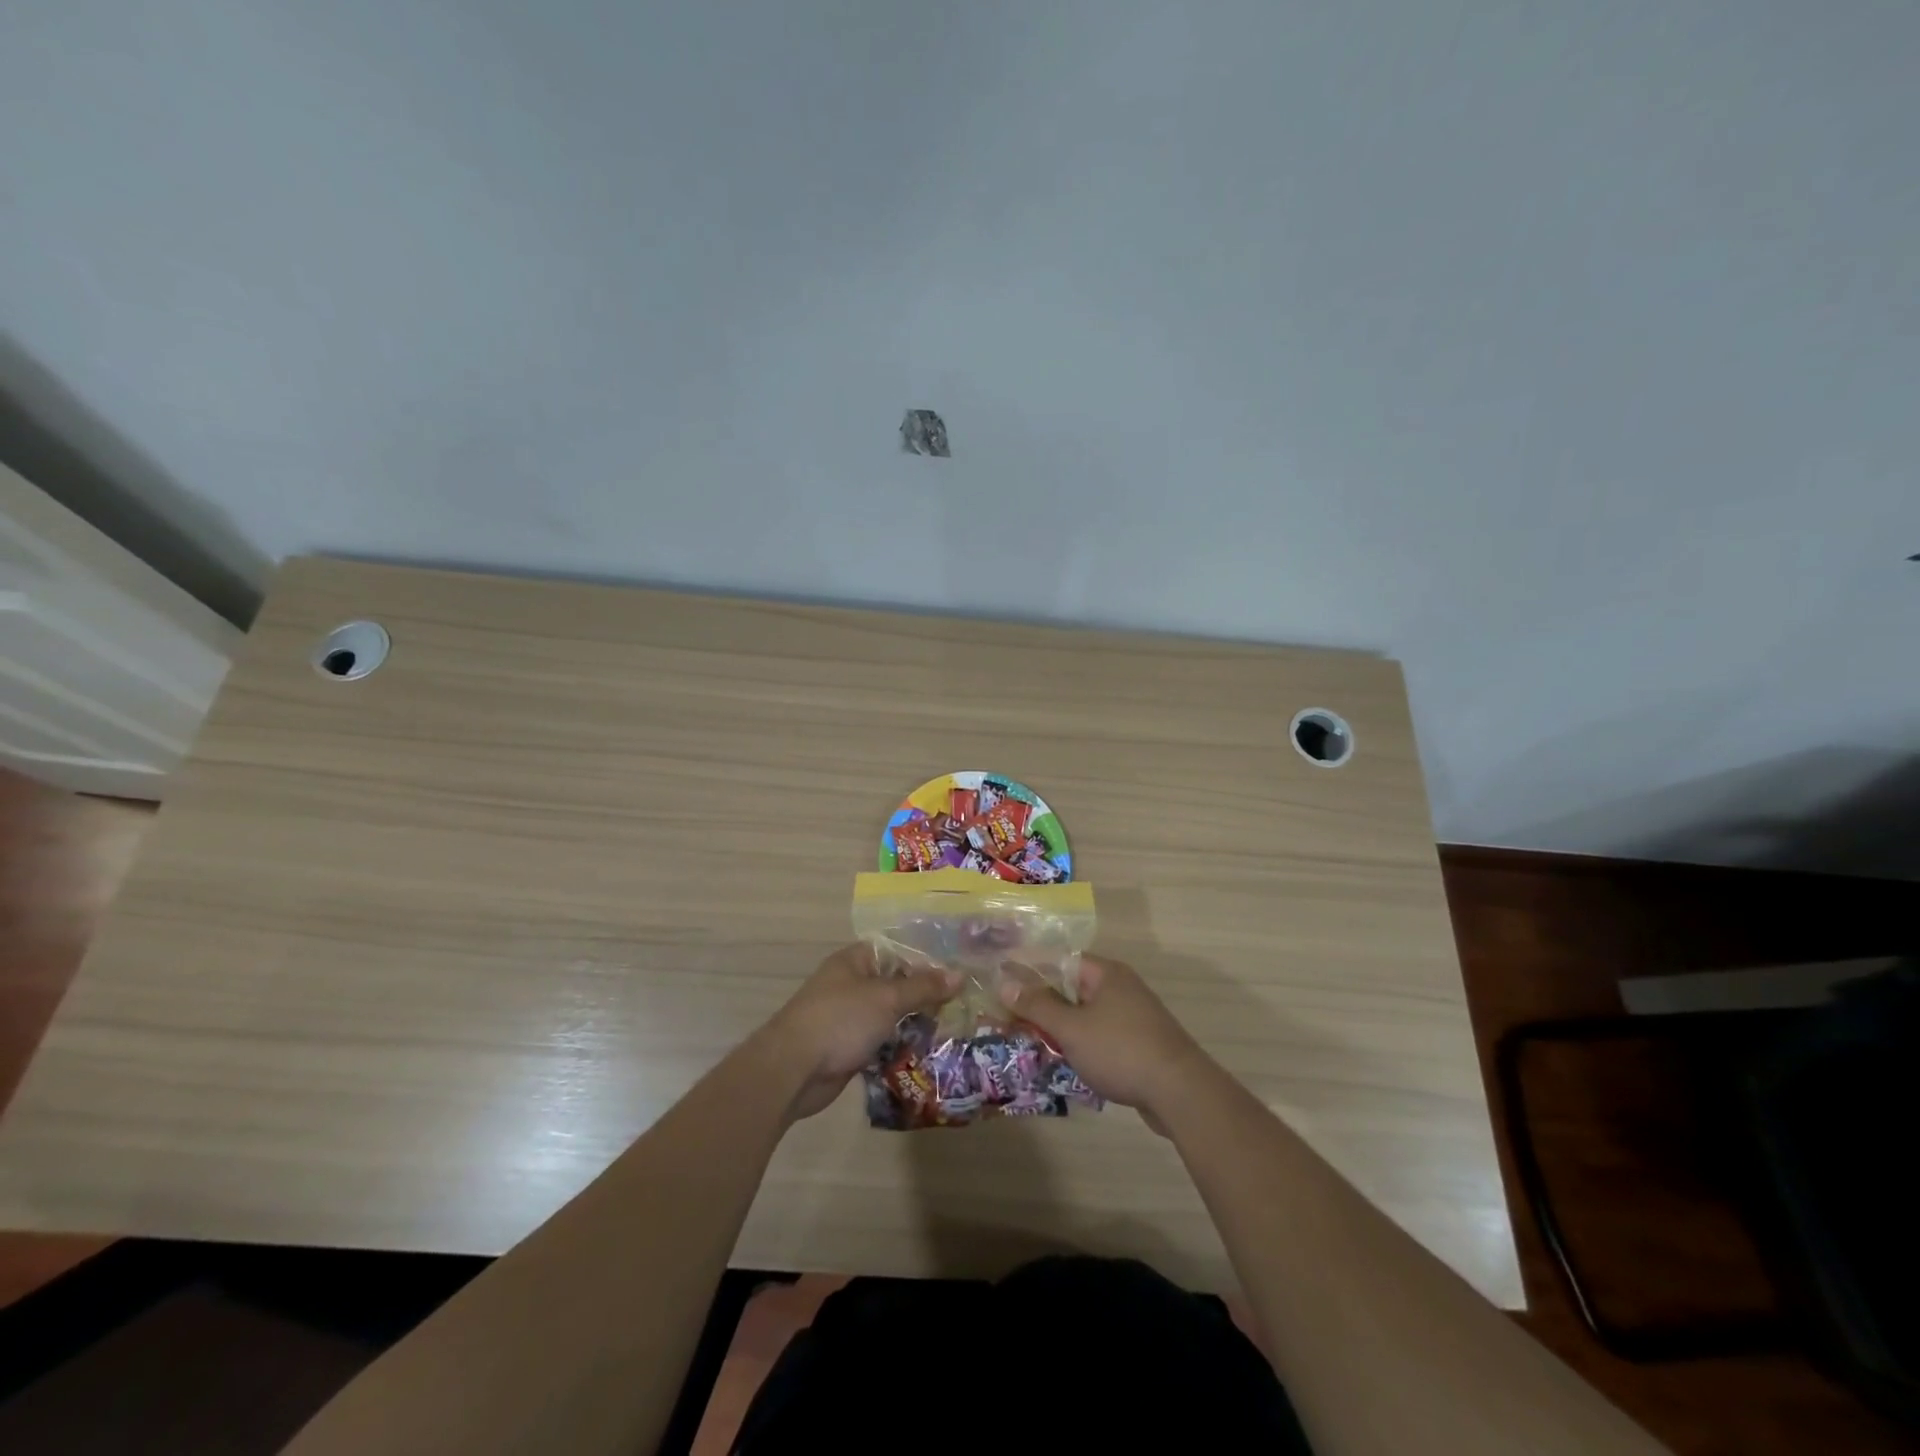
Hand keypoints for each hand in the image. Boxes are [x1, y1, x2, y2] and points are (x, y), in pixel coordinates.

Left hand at [763, 943, 956, 1121]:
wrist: (793, 1070)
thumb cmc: (840, 1021)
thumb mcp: (887, 998)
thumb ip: (923, 987)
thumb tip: (959, 974)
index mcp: (855, 961)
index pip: (897, 950)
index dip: (926, 959)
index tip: (958, 971)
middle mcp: (852, 984)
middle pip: (896, 983)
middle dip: (926, 994)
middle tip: (963, 1003)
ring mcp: (849, 1016)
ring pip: (890, 1014)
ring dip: (915, 1021)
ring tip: (954, 1027)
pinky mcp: (849, 1046)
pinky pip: (882, 1039)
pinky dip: (901, 1044)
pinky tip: (928, 1051)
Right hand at [998, 955, 1211, 1130]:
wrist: (1181, 1093)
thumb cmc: (1121, 1050)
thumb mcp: (1072, 1028)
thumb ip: (1037, 1005)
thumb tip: (1004, 982)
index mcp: (1106, 974)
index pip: (1060, 960)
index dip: (1029, 969)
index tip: (1000, 980)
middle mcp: (1120, 988)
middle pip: (1070, 987)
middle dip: (1040, 1002)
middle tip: (1006, 1016)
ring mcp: (1132, 1017)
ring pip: (1084, 1014)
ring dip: (1057, 1026)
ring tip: (1026, 1039)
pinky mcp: (1138, 1044)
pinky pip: (1098, 1036)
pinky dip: (1078, 1044)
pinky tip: (1060, 1060)